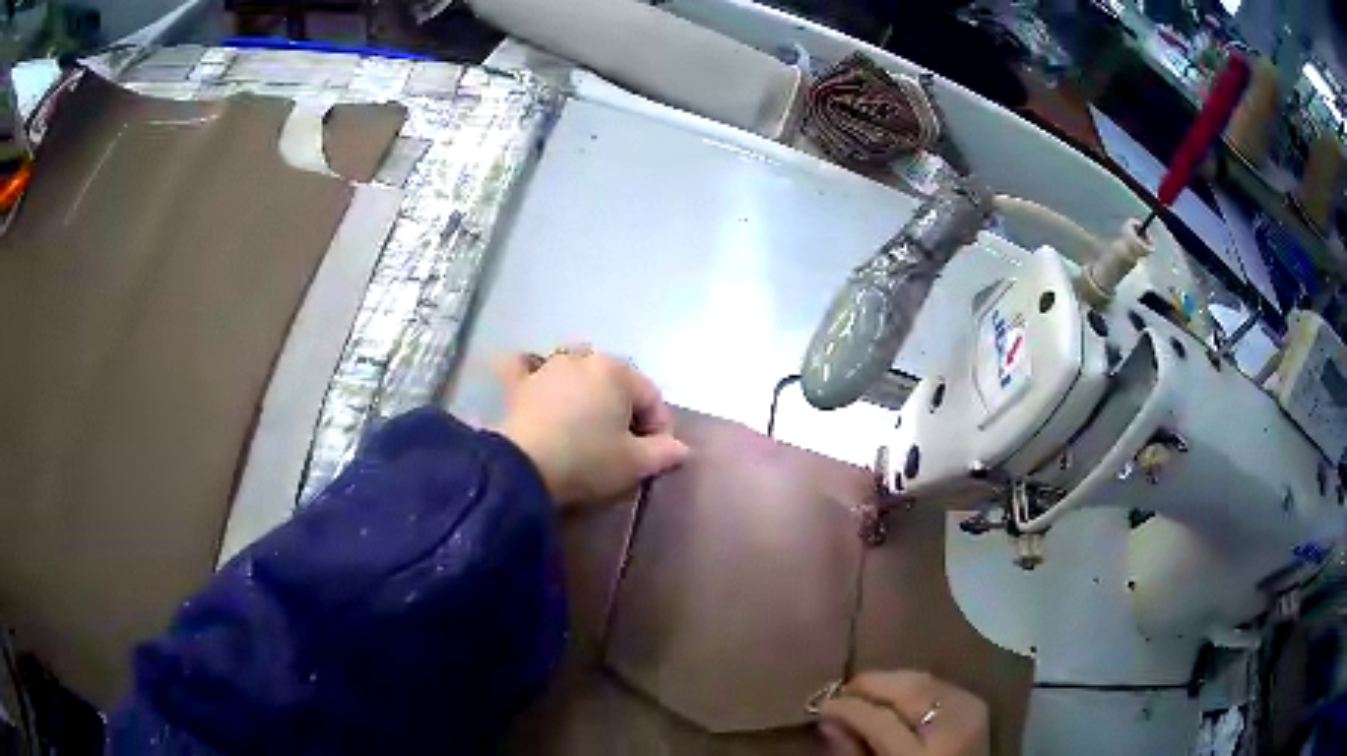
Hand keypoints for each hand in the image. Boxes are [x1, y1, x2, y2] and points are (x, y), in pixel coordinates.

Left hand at [494, 348, 689, 507]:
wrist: (524, 468)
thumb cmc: (587, 461)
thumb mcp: (635, 464)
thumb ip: (664, 452)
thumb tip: (682, 448)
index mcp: (618, 372)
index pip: (652, 397)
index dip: (660, 427)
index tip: (655, 457)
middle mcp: (585, 359)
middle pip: (616, 382)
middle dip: (625, 408)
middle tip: (623, 444)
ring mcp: (548, 367)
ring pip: (576, 370)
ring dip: (587, 390)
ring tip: (587, 423)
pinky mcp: (519, 383)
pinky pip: (526, 366)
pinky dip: (533, 371)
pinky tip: (534, 380)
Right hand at [818, 671, 988, 755]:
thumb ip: (854, 752)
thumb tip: (827, 719)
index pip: (880, 720)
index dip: (848, 707)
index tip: (821, 704)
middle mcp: (954, 725)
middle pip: (908, 689)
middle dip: (871, 685)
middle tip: (841, 693)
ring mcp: (972, 710)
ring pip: (923, 679)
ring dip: (890, 682)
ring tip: (863, 694)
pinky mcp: (977, 703)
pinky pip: (938, 684)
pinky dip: (912, 686)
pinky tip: (895, 696)